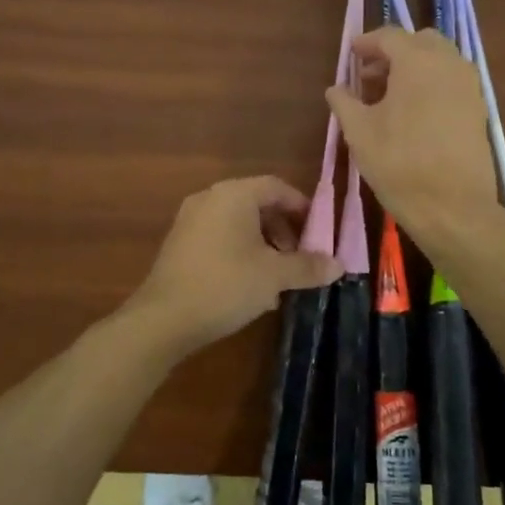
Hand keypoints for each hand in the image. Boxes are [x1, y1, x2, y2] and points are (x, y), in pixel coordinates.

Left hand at [124, 177, 341, 354]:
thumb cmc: (226, 285)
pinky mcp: (179, 243)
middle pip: (257, 204)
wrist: (164, 318)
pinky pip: (219, 237)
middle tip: (300, 258)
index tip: (320, 233)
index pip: (277, 187)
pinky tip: (250, 286)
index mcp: (234, 194)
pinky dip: (240, 252)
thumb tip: (339, 265)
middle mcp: (209, 198)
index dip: (302, 207)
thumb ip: (308, 266)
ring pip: (238, 223)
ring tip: (278, 278)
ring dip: (263, 245)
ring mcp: (190, 220)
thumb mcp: (274, 276)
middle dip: (284, 230)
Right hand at [325, 28, 497, 236]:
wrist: (453, 207)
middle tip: (370, 76)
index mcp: (418, 62)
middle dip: (393, 52)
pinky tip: (413, 113)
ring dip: (414, 67)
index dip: (366, 43)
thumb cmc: (399, 164)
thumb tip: (336, 88)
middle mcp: (449, 64)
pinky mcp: (478, 109)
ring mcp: (469, 86)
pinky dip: (431, 84)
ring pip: (439, 61)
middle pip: (419, 42)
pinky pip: (451, 81)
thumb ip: (344, 103)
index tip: (351, 55)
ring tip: (389, 96)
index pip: (389, 37)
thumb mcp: (359, 132)